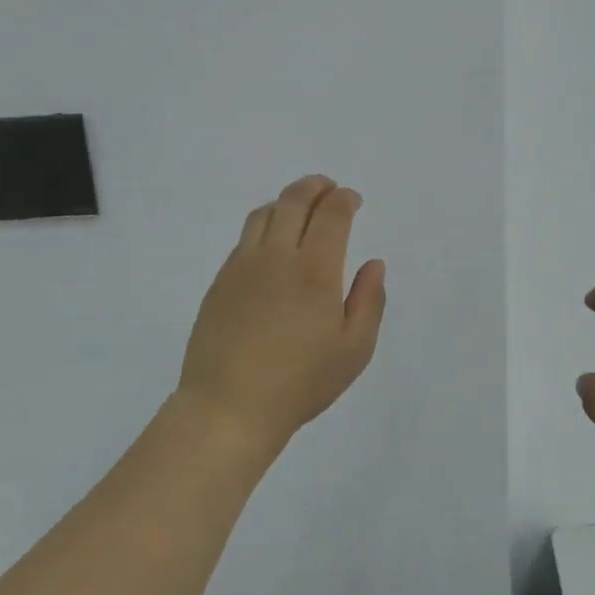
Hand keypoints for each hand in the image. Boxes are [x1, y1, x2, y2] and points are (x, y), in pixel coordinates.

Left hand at [176, 174, 386, 453]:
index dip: (345, 199)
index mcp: (315, 270)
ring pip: (264, 213)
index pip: (331, 213)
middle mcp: (276, 256)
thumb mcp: (354, 350)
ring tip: (300, 208)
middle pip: (294, 200)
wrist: (228, 407)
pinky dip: (264, 225)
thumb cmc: (300, 383)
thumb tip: (374, 264)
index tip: (353, 200)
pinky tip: (271, 245)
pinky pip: (244, 238)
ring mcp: (242, 266)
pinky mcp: (220, 281)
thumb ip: (369, 301)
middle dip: (316, 187)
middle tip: (328, 188)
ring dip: (286, 201)